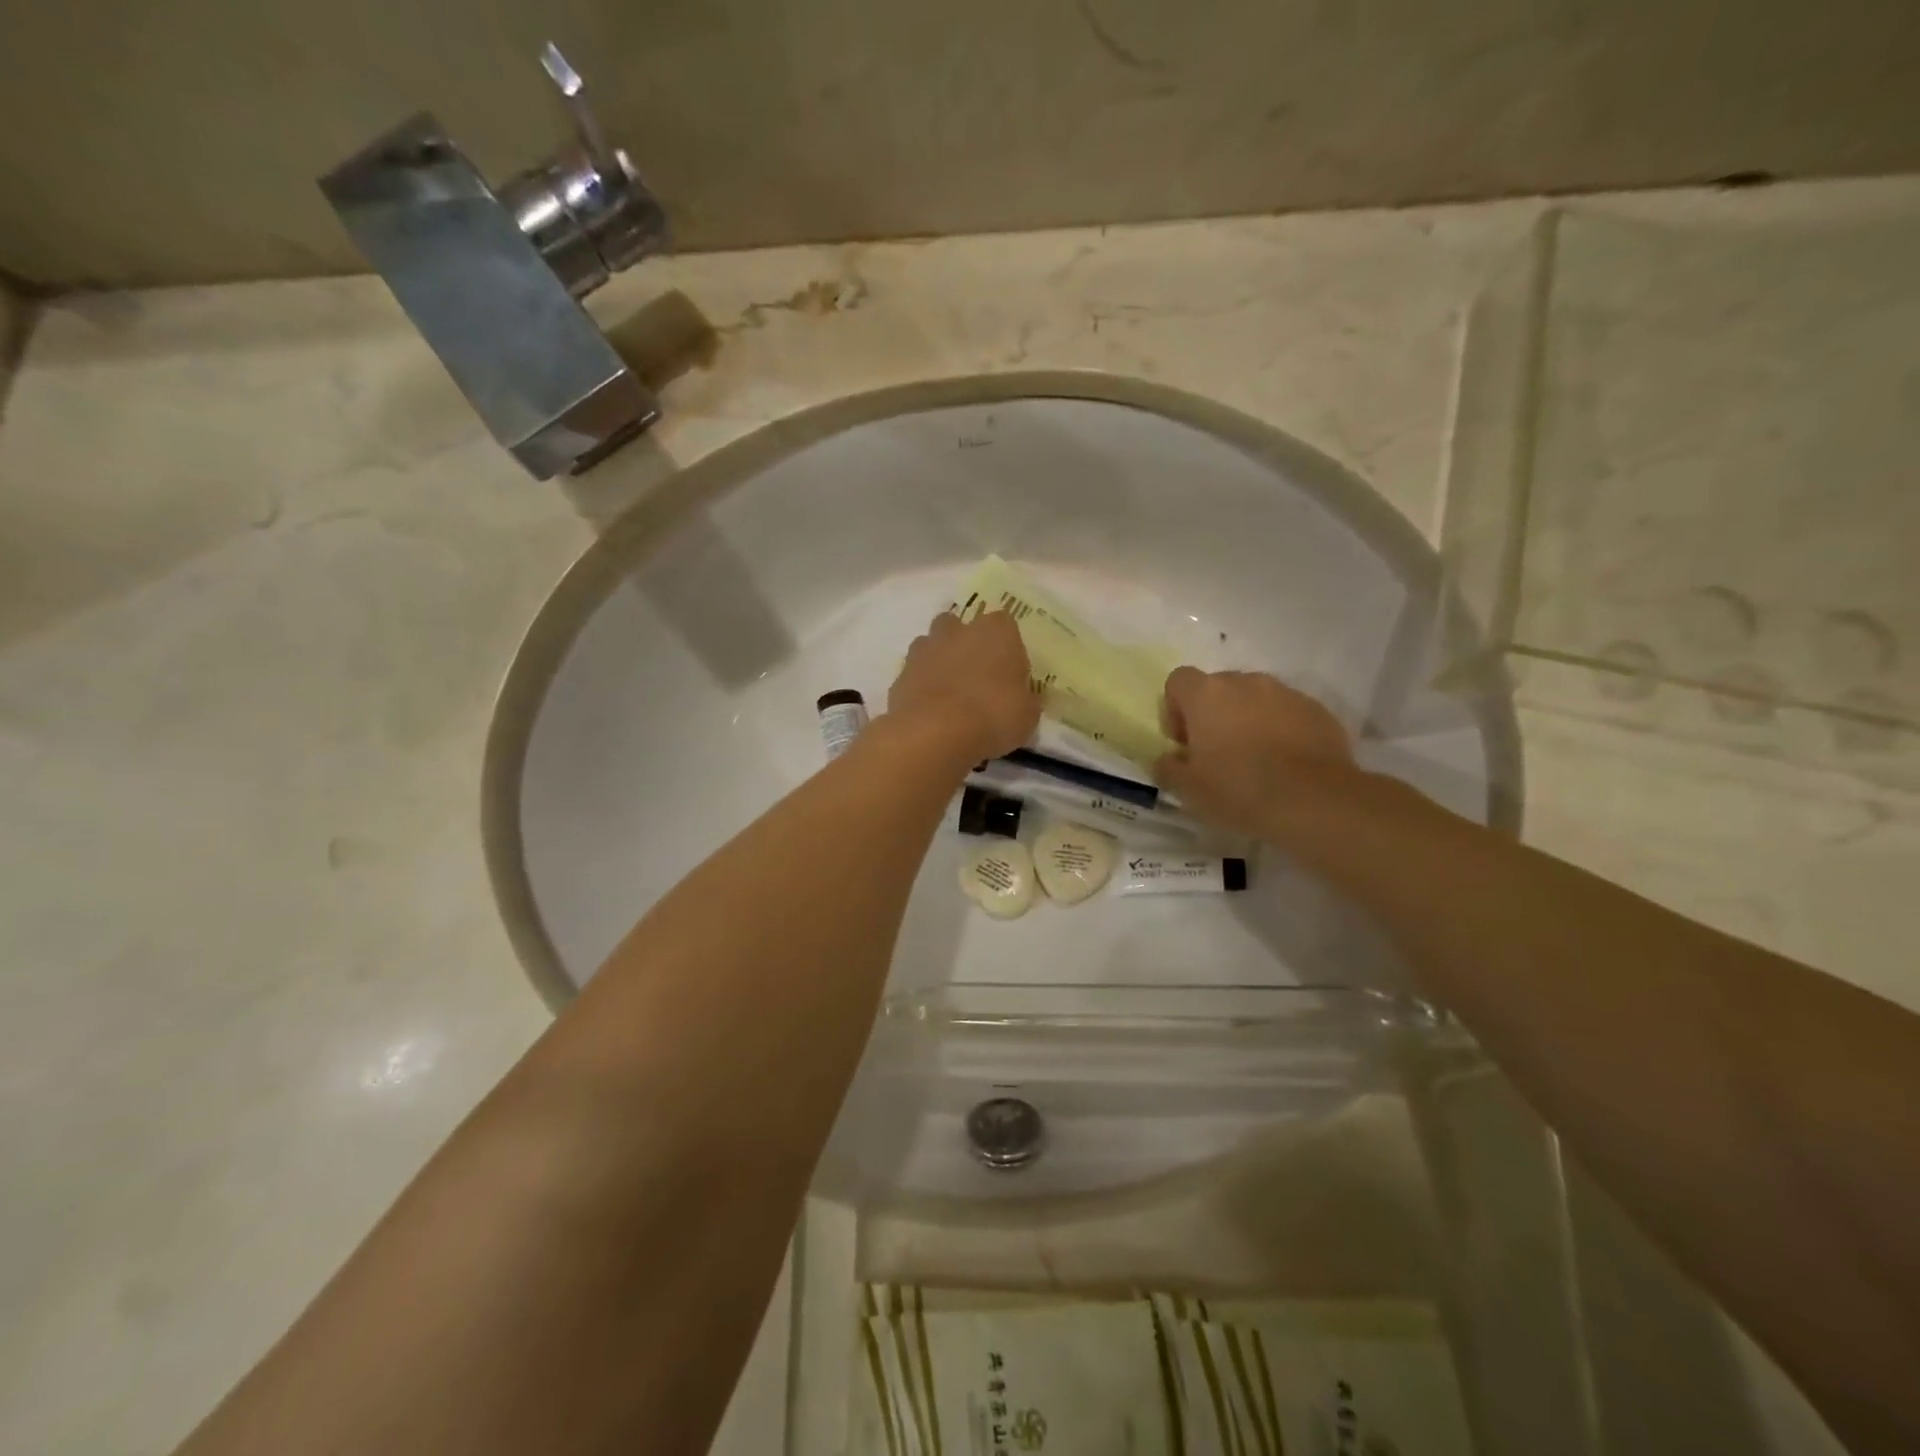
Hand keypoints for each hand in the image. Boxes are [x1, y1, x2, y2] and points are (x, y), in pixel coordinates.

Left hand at [888, 610, 1040, 766]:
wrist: (934, 733)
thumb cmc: (993, 716)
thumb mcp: (1027, 715)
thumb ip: (1025, 699)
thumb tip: (1022, 697)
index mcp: (996, 631)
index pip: (1005, 624)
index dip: (1007, 647)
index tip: (1010, 672)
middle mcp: (958, 630)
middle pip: (961, 625)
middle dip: (966, 644)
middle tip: (976, 677)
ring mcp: (924, 648)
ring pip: (933, 644)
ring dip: (940, 661)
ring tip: (950, 694)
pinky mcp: (900, 673)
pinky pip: (915, 672)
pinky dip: (921, 685)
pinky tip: (930, 710)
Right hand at [1154, 667, 1353, 837]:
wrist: (1314, 801)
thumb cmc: (1238, 790)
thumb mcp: (1188, 789)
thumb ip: (1168, 767)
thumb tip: (1167, 759)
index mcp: (1206, 694)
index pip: (1178, 680)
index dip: (1175, 709)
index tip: (1184, 742)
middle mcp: (1245, 682)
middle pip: (1218, 687)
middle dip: (1213, 714)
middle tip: (1217, 753)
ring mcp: (1285, 693)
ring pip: (1255, 698)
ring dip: (1248, 720)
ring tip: (1255, 758)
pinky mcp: (1317, 710)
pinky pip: (1287, 712)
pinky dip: (1281, 729)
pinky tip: (1285, 763)